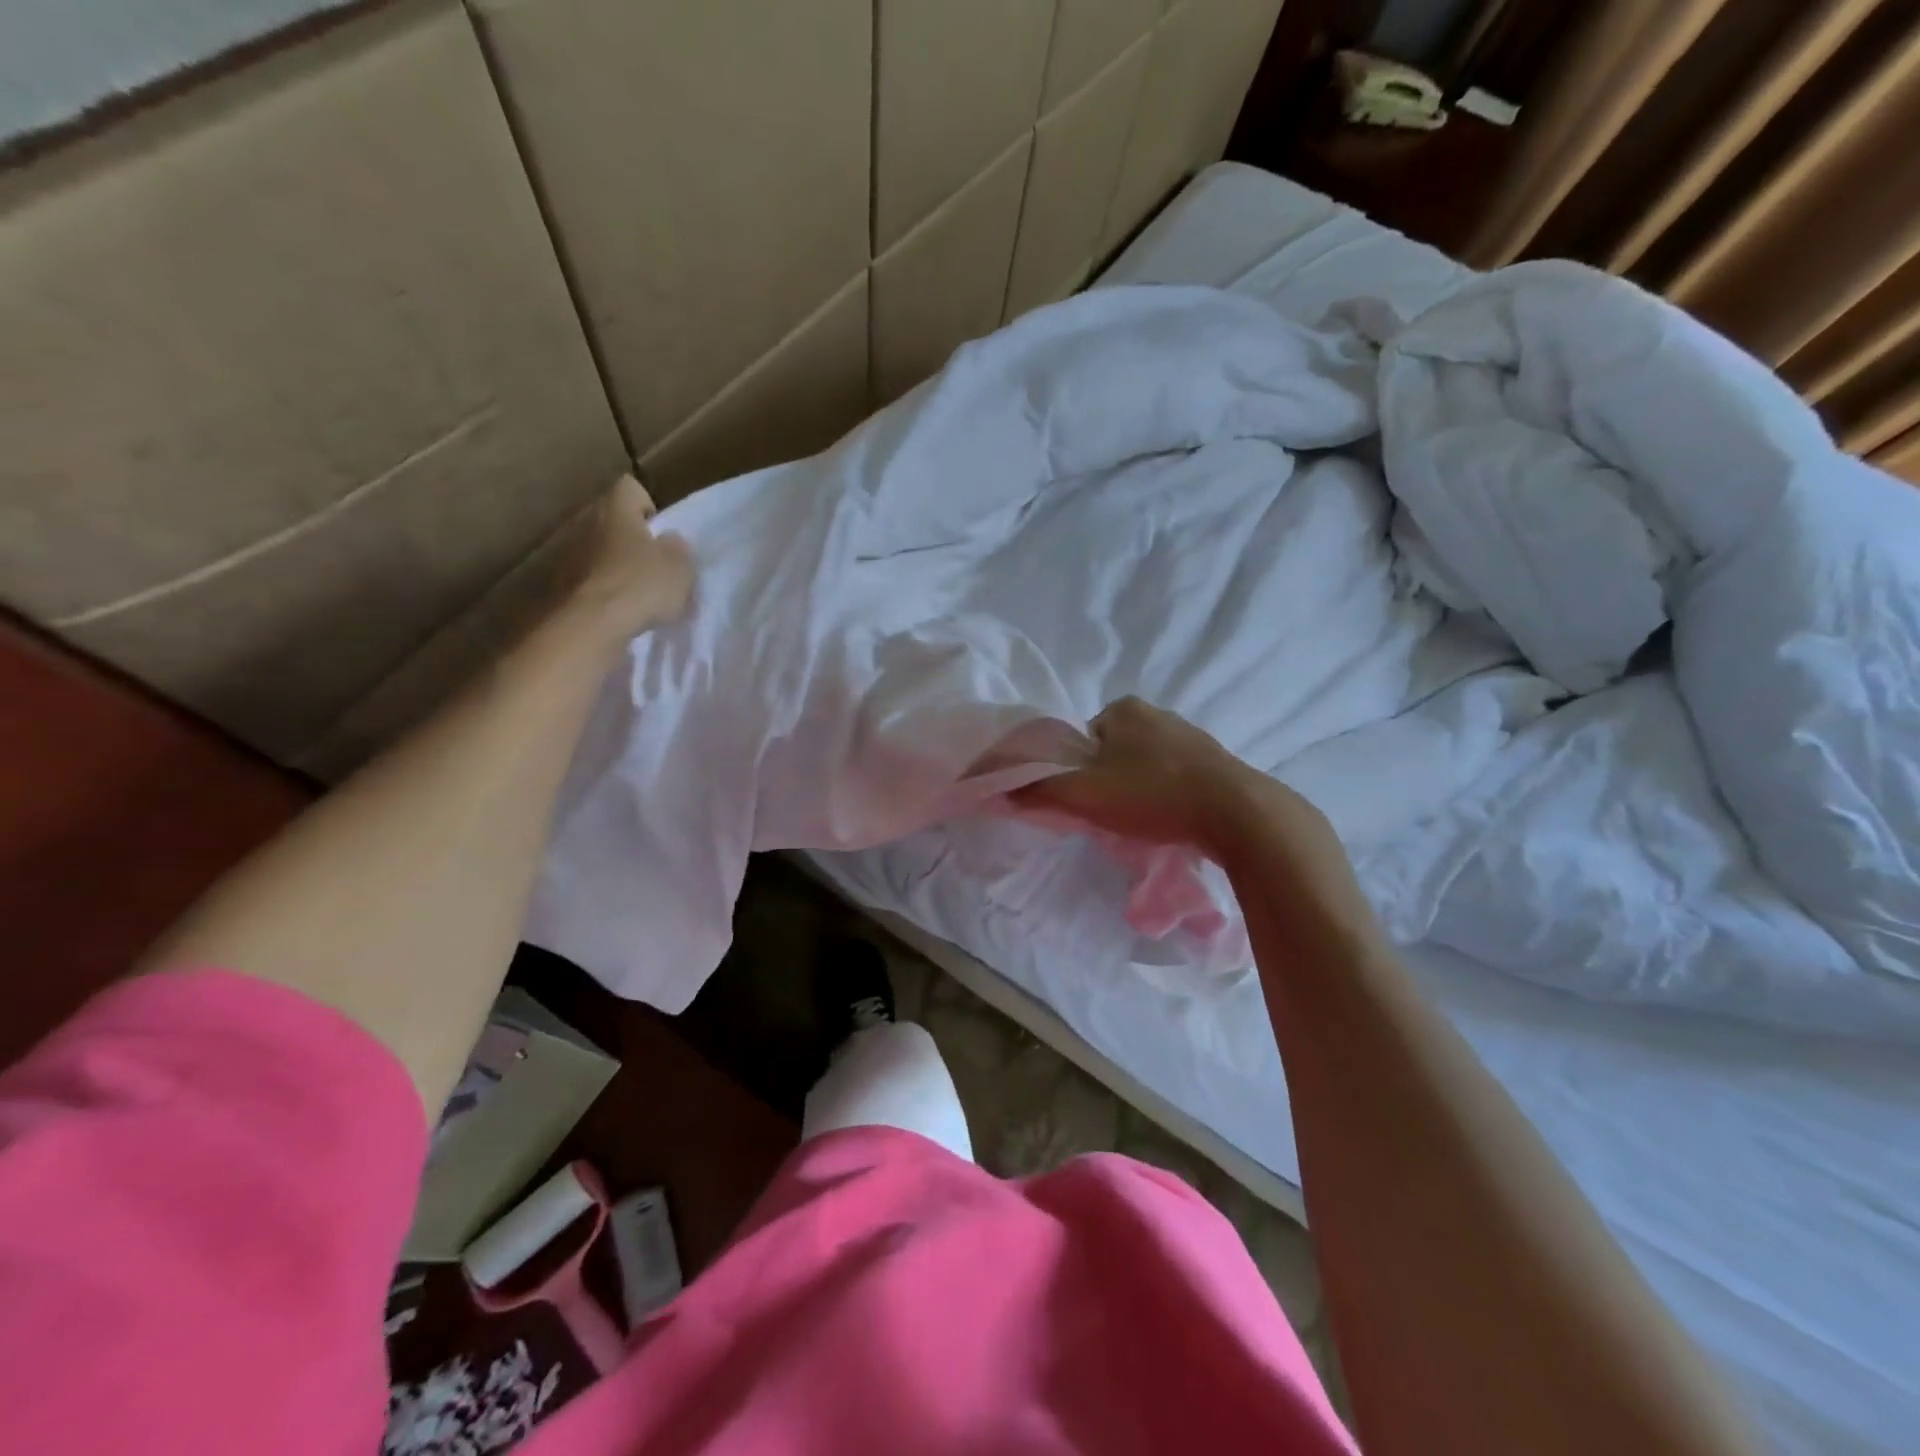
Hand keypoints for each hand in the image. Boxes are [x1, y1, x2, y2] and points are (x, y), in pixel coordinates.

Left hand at [569, 475, 694, 638]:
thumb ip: (678, 550)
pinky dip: (603, 591)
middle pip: (613, 521)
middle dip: (633, 540)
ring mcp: (568, 554)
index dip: (648, 505)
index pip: (631, 488)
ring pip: (599, 551)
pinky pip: (589, 580)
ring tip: (638, 595)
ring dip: (616, 567)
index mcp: (616, 509)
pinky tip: (620, 612)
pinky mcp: (560, 585)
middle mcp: (586, 522)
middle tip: (655, 566)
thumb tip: (669, 541)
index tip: (661, 533)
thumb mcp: (680, 568)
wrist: (589, 626)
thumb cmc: (641, 586)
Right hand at [1012, 697, 1275, 853]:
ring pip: (1145, 767)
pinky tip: (1171, 821)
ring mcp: (1192, 737)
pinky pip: (1175, 779)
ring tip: (1142, 823)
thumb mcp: (1084, 794)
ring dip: (1137, 793)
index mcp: (1124, 709)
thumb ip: (1038, 789)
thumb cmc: (1152, 794)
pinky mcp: (1217, 764)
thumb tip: (996, 786)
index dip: (1075, 772)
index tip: (1084, 801)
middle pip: (1112, 753)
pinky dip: (1166, 799)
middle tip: (1110, 816)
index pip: (1081, 740)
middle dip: (1107, 783)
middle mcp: (1158, 713)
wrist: (1237, 814)